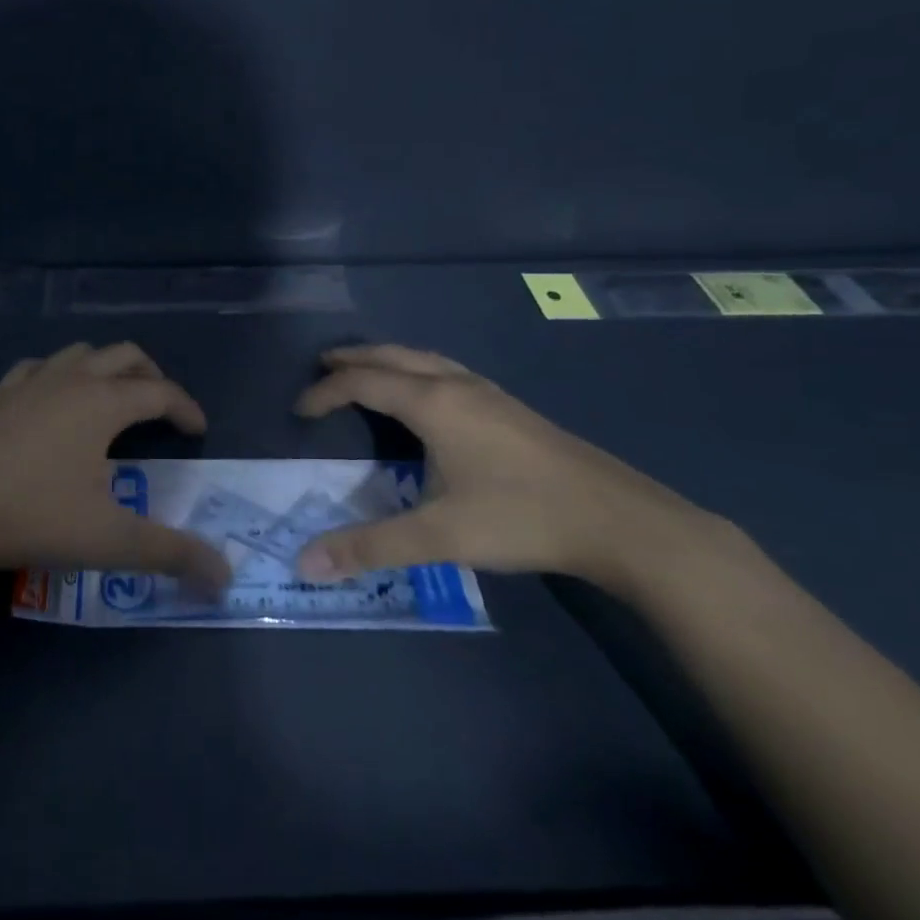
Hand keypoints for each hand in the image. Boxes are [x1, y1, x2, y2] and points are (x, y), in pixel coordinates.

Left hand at [0, 342, 230, 591]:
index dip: (185, 408)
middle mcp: (69, 381)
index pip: (159, 392)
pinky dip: (58, 375)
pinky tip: (51, 400)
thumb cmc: (32, 516)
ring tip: (112, 399)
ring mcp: (27, 384)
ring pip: (79, 354)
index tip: (199, 431)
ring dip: (105, 368)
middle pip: (123, 356)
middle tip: (162, 408)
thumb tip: (225, 576)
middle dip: (151, 376)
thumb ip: (171, 554)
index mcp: (102, 402)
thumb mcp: (109, 540)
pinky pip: (37, 369)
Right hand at [292, 344, 705, 588]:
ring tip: (367, 372)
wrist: (620, 520)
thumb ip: (370, 547)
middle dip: (354, 358)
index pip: (363, 382)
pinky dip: (418, 370)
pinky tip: (428, 397)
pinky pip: (447, 371)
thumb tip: (305, 563)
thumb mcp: (439, 536)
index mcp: (433, 403)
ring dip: (388, 360)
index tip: (300, 411)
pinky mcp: (510, 408)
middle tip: (323, 366)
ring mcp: (488, 393)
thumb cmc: (521, 517)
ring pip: (425, 359)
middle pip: (393, 356)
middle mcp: (457, 385)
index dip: (326, 393)